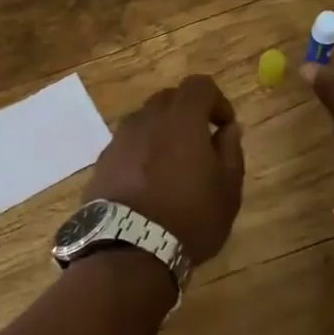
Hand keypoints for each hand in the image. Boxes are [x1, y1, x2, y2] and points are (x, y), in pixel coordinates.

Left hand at [86, 75, 245, 262]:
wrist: (128, 249)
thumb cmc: (189, 218)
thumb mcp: (227, 189)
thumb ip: (230, 150)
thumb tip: (228, 128)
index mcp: (181, 119)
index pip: (199, 85)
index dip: (217, 100)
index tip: (224, 126)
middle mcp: (147, 120)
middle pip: (169, 99)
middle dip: (188, 113)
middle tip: (200, 145)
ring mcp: (120, 139)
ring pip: (145, 121)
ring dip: (162, 133)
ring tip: (173, 167)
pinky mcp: (102, 161)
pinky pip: (128, 144)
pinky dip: (142, 152)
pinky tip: (148, 183)